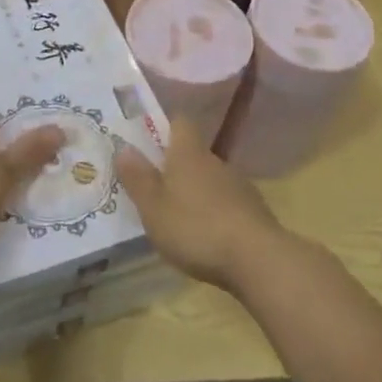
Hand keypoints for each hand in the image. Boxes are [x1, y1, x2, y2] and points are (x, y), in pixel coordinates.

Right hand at [115, 119, 296, 292]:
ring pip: (209, 179)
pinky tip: (203, 235)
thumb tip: (124, 147)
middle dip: (173, 166)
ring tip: (176, 216)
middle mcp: (215, 162)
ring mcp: (239, 186)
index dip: (163, 127)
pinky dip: (212, 212)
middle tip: (152, 187)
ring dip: (194, 191)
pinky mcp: (253, 211)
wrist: (257, 258)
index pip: (180, 122)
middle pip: (193, 153)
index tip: (146, 142)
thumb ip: (138, 178)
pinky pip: (225, 202)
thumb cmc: (195, 227)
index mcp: (188, 154)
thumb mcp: (153, 207)